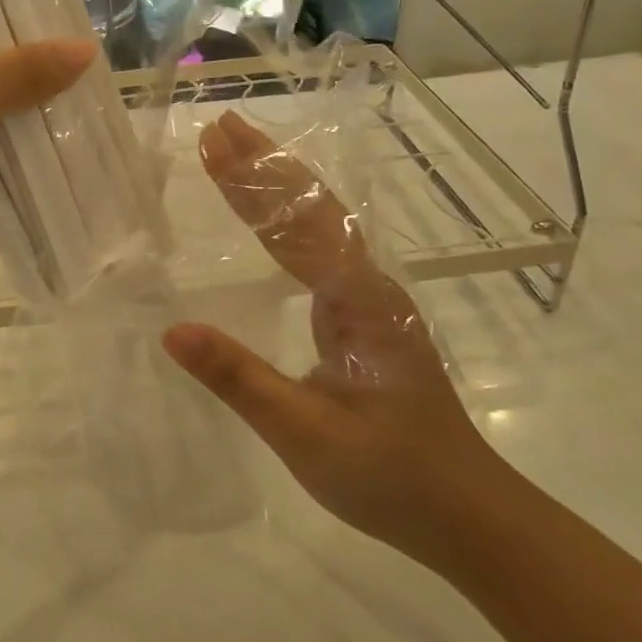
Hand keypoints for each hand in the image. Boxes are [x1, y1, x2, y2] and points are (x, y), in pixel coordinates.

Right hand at [161, 113, 501, 563]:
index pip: (293, 225)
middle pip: (311, 208)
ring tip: (239, 152)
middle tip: (220, 126)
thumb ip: (240, 379)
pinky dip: (289, 221)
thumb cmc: (391, 475)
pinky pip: (321, 252)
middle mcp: (366, 286)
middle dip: (264, 165)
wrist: (469, 515)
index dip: (250, 182)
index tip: (212, 141)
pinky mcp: (365, 319)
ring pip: (319, 225)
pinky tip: (274, 221)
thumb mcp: (305, 433)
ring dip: (278, 185)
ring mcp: (369, 300)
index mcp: (356, 300)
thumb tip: (172, 331)